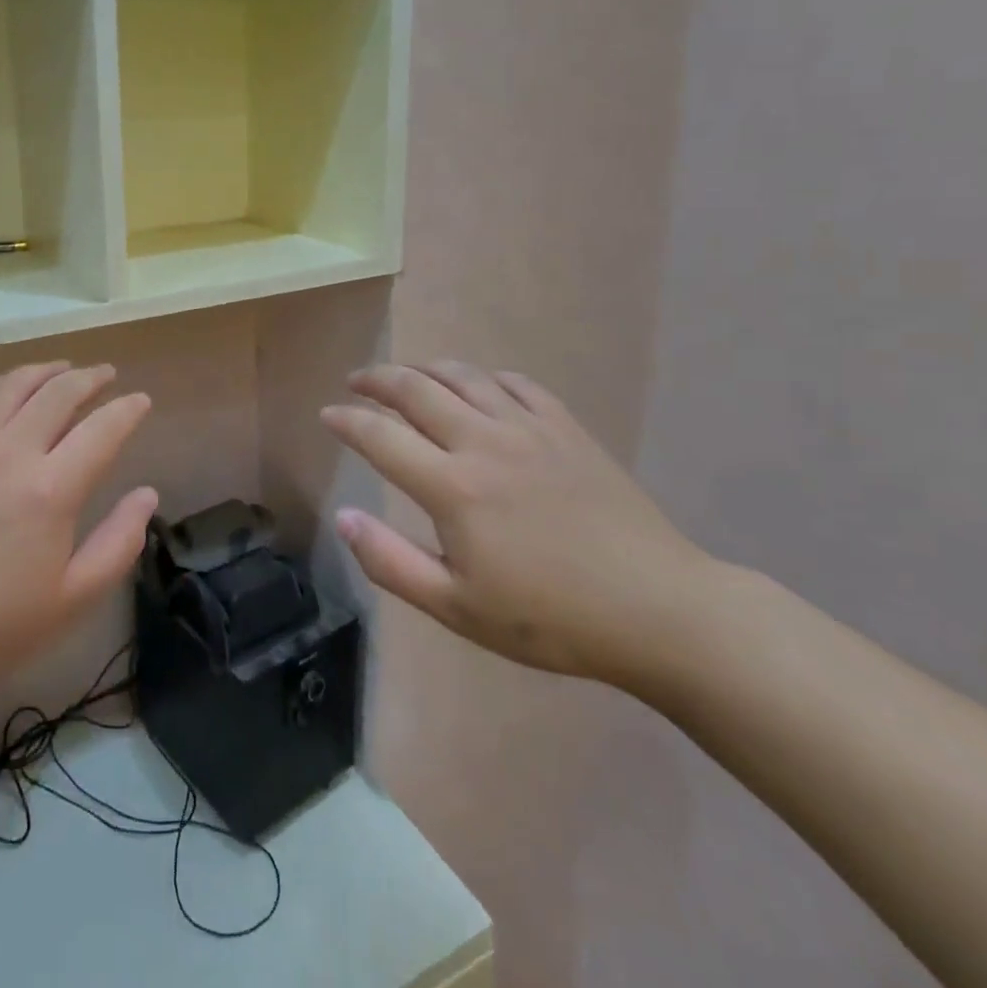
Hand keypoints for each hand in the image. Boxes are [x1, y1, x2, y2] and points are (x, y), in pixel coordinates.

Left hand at [0, 362, 158, 743]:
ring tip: (62, 369)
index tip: (141, 401)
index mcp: (51, 490)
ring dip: (45, 371)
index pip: (103, 429)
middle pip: (60, 392)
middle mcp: (10, 451)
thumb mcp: (73, 598)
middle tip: (106, 375)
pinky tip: (1, 388)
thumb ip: (120, 543)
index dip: (128, 410)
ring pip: (12, 384)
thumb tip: (147, 494)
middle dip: (91, 378)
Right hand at [322, 362, 716, 686]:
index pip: (380, 436)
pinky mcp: (566, 427)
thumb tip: (343, 517)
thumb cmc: (550, 618)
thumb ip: (390, 562)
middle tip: (356, 381)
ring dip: (424, 368)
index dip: (346, 421)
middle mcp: (483, 442)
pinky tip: (477, 386)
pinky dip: (483, 376)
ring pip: (462, 376)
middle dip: (377, 379)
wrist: (658, 610)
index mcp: (452, 487)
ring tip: (405, 375)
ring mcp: (528, 428)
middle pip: (415, 389)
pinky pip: (514, 383)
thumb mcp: (457, 608)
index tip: (327, 414)